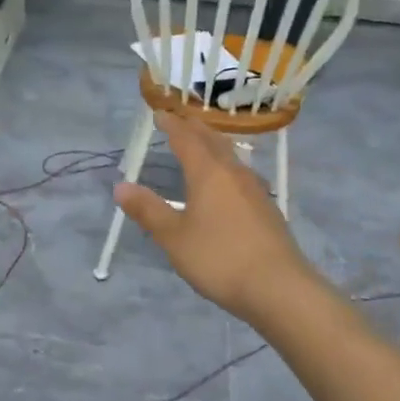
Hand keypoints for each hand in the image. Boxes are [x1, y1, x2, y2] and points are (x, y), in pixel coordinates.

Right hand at [112, 112, 319, 324]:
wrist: (278, 287)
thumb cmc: (219, 258)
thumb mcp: (174, 237)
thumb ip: (148, 210)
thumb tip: (121, 186)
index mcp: (208, 172)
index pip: (186, 138)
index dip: (171, 124)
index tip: (158, 113)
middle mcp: (233, 173)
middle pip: (212, 141)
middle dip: (194, 128)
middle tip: (179, 120)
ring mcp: (255, 189)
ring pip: (231, 156)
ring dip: (213, 145)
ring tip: (202, 145)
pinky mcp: (266, 208)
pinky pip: (241, 174)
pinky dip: (226, 166)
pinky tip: (226, 182)